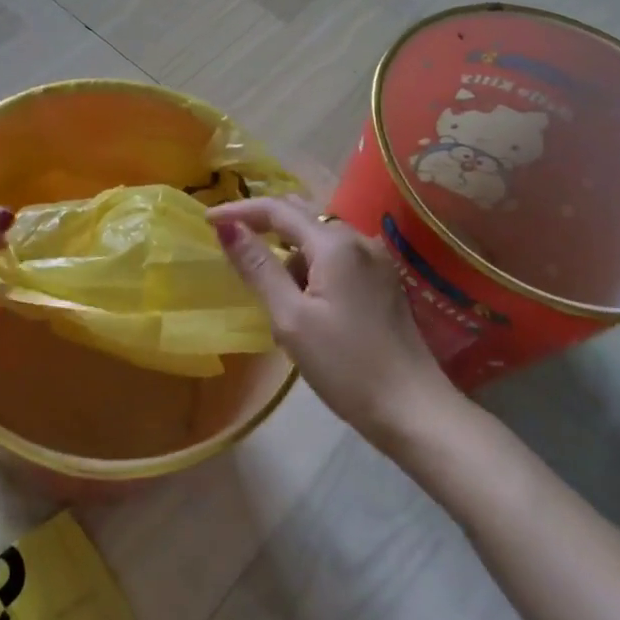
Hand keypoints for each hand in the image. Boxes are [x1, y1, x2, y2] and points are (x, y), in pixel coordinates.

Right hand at [208, 197, 460, 444]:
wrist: (414, 410)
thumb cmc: (346, 366)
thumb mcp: (290, 318)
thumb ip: (258, 266)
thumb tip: (225, 226)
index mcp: (335, 244)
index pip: (278, 210)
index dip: (239, 211)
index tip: (206, 220)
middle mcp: (359, 239)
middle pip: (302, 213)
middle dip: (264, 223)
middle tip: (231, 242)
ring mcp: (376, 259)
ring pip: (320, 235)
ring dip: (288, 247)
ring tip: (268, 283)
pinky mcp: (383, 280)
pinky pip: (337, 254)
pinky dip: (311, 262)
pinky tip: (301, 294)